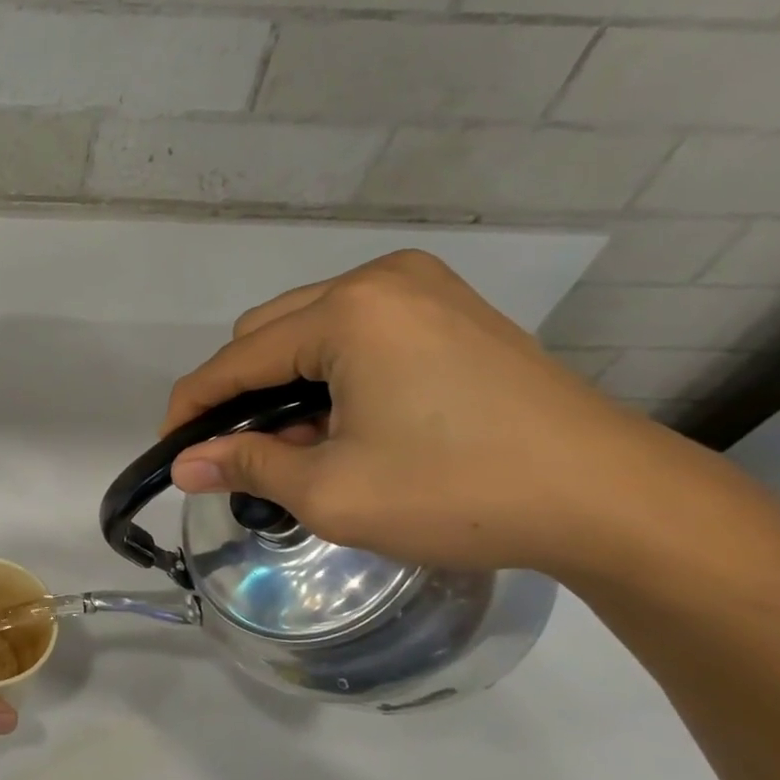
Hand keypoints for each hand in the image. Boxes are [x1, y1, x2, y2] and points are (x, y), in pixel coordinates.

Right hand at [161, 250, 676, 575]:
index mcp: (348, 312)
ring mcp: (423, 289)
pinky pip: (356, 333)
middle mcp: (380, 281)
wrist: (609, 499)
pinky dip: (329, 375)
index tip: (171, 454)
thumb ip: (246, 466)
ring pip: (309, 331)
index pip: (235, 359)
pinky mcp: (451, 311)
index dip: (192, 409)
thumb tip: (184, 466)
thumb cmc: (457, 492)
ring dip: (284, 386)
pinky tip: (343, 423)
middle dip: (240, 395)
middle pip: (267, 333)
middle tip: (242, 457)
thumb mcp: (331, 491)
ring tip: (297, 447)